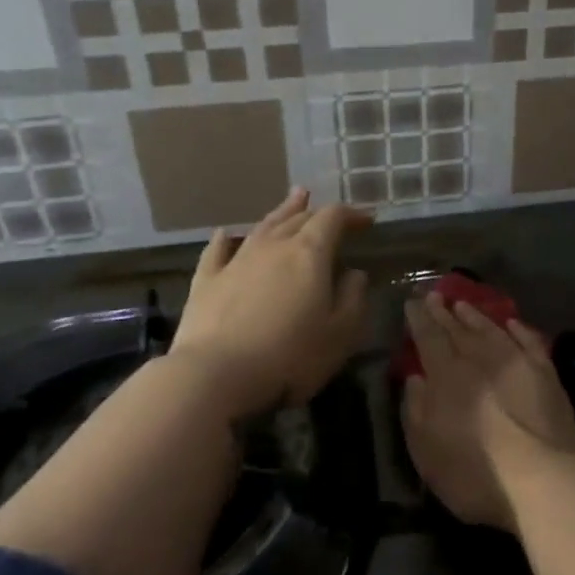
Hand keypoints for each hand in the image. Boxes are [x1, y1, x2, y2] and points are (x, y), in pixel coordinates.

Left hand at [170, 188, 371, 412]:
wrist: (214, 375)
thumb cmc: (289, 356)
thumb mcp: (340, 334)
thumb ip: (353, 298)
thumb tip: (354, 274)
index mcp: (309, 254)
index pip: (333, 218)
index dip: (352, 215)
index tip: (367, 221)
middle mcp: (273, 247)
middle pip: (298, 218)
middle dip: (318, 212)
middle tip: (332, 212)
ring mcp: (236, 261)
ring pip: (263, 227)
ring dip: (281, 212)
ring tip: (295, 198)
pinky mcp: (206, 282)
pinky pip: (217, 251)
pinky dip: (225, 239)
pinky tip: (225, 234)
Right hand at [402, 295, 574, 530]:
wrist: (543, 479)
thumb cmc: (475, 474)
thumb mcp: (426, 452)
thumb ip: (416, 411)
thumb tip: (415, 378)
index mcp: (447, 376)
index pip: (429, 337)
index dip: (419, 318)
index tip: (411, 302)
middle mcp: (480, 359)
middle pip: (458, 329)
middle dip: (443, 311)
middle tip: (434, 295)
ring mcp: (517, 362)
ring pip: (491, 329)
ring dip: (475, 316)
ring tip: (463, 304)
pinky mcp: (546, 373)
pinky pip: (529, 341)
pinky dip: (519, 329)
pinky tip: (512, 323)